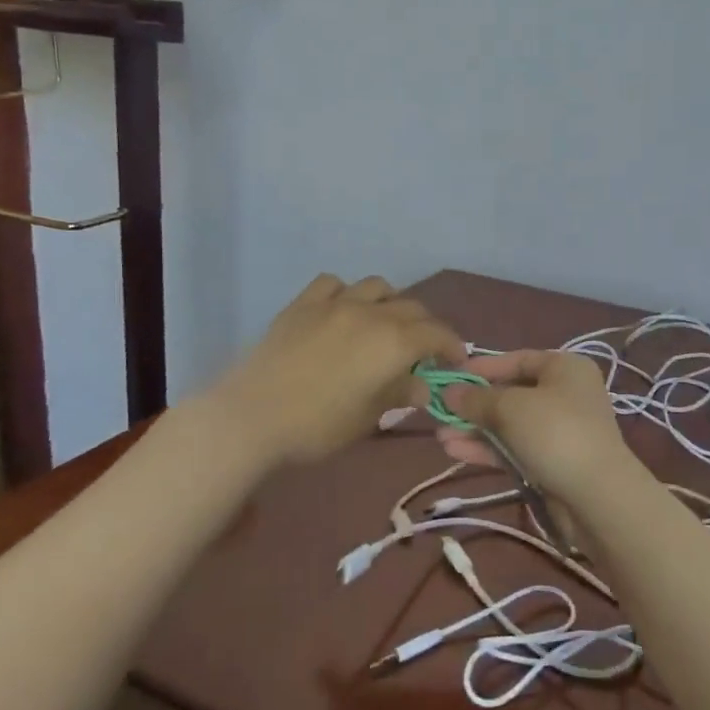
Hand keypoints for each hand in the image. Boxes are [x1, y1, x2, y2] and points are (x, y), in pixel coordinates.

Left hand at [218, 275, 463, 467]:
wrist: (253, 416)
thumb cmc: (318, 426)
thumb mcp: (368, 417)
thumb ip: (399, 394)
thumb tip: (422, 386)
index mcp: (394, 342)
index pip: (437, 334)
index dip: (452, 345)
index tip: (456, 360)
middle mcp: (372, 313)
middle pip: (412, 308)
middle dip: (425, 327)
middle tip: (422, 350)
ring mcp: (336, 303)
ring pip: (377, 287)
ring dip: (390, 302)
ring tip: (385, 323)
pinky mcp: (303, 304)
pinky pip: (334, 284)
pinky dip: (347, 294)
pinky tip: (341, 311)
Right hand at [434, 350, 636, 504]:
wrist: (597, 496)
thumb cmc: (555, 433)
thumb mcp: (510, 408)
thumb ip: (476, 399)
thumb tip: (449, 392)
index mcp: (565, 368)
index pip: (518, 359)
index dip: (483, 368)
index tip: (451, 377)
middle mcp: (566, 394)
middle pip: (512, 393)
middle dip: (475, 404)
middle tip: (440, 411)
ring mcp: (561, 430)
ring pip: (510, 425)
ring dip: (476, 429)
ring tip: (441, 437)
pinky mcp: (553, 462)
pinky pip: (515, 449)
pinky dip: (488, 449)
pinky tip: (456, 452)